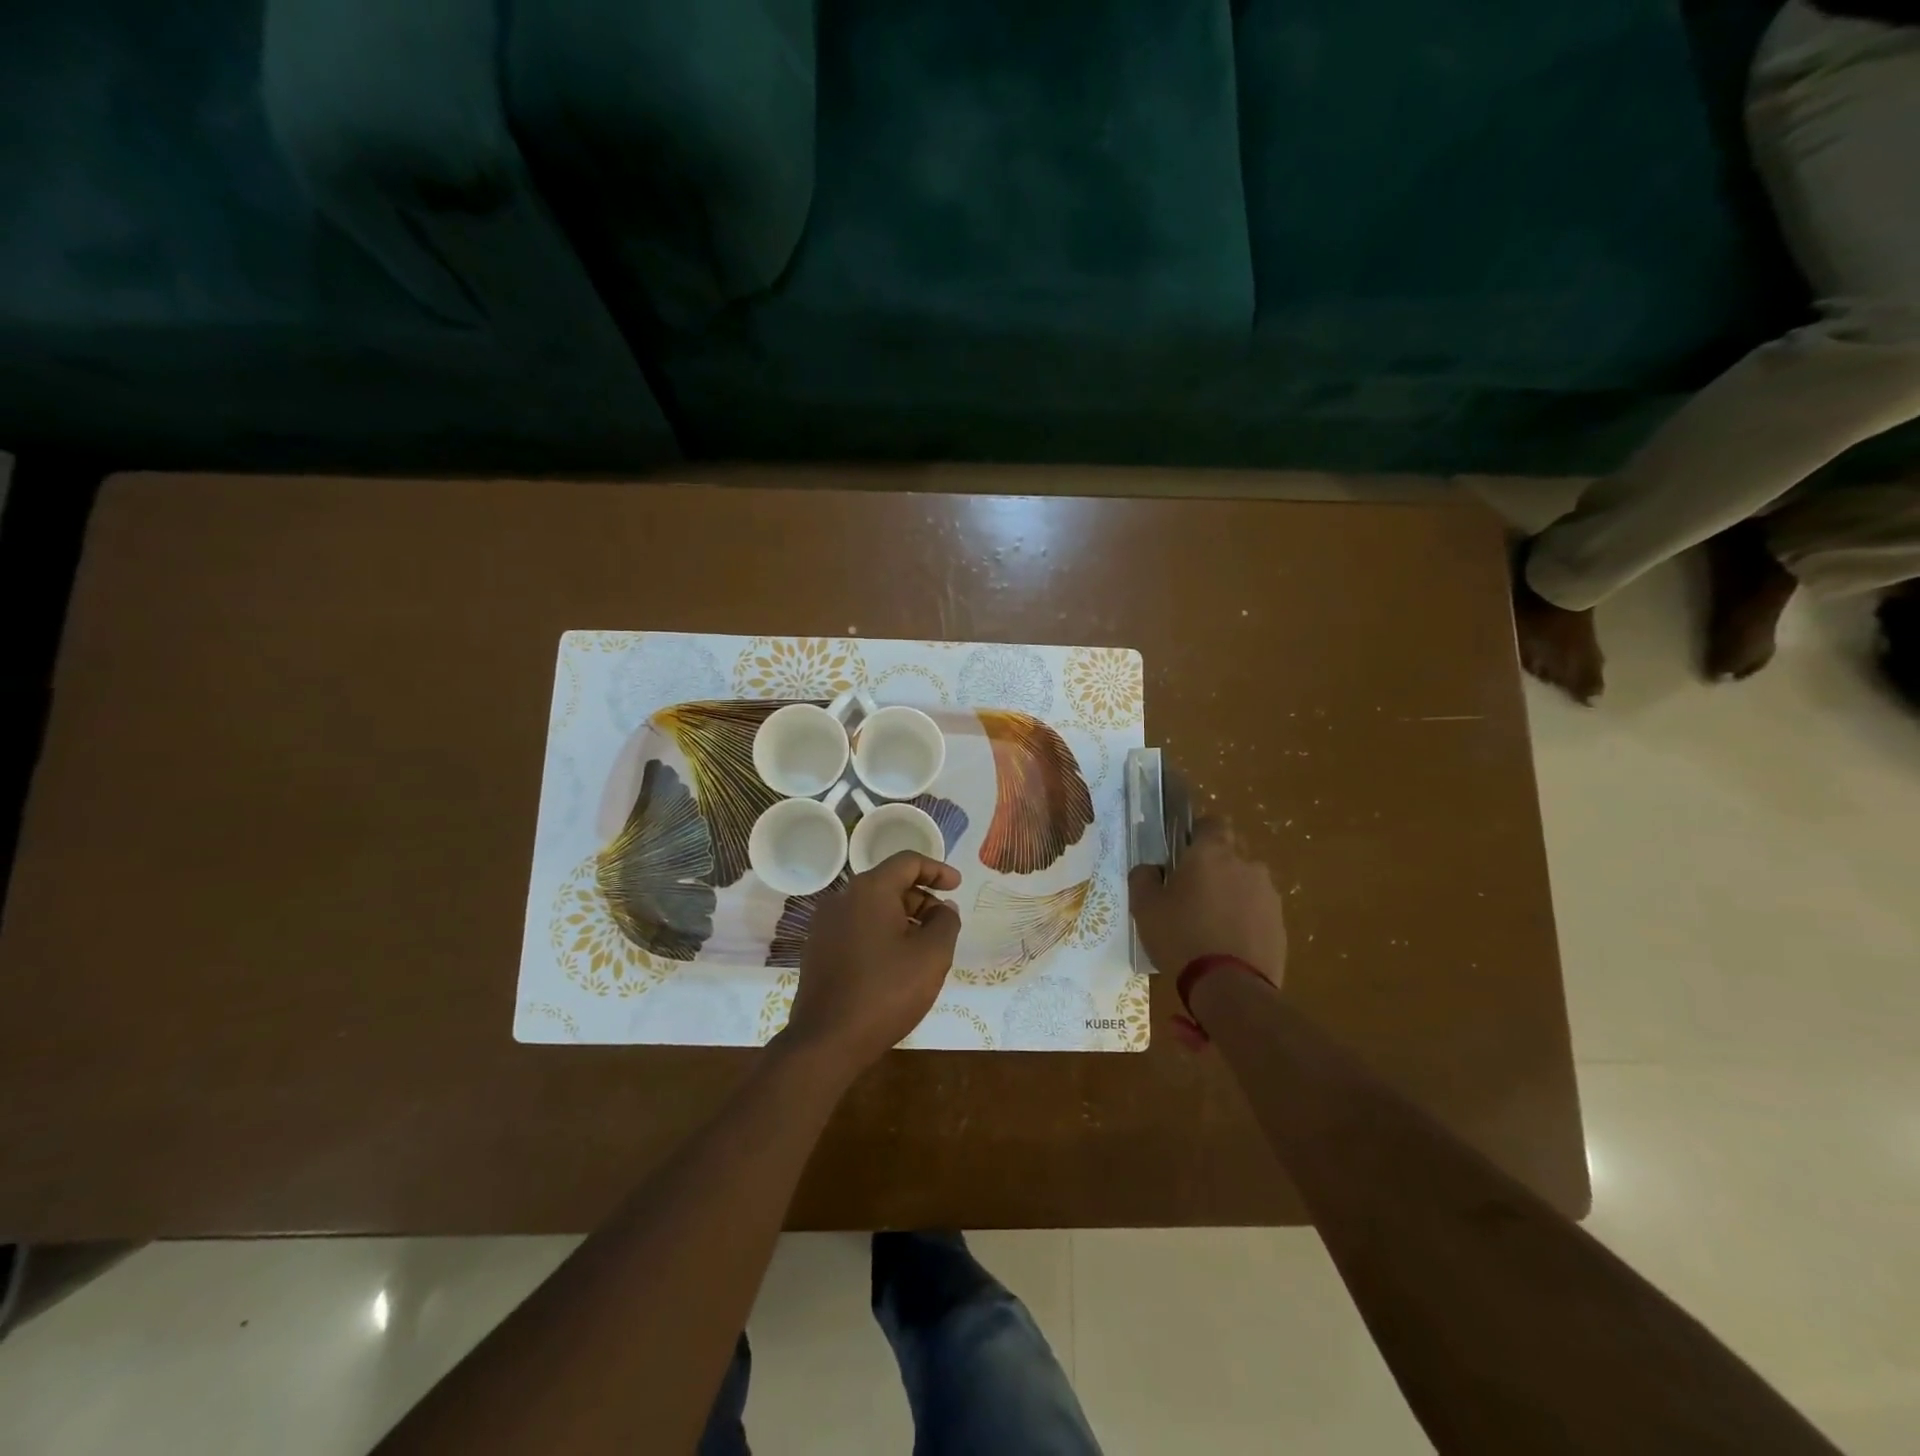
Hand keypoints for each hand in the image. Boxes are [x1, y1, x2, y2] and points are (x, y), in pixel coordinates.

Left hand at [783, 852, 962, 1073]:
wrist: (826, 1041)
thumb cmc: (886, 992)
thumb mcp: (932, 956)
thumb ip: (946, 923)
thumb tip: (943, 908)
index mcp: (869, 890)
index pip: (908, 862)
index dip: (937, 870)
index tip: (958, 887)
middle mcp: (842, 898)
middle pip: (889, 884)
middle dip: (921, 899)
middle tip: (944, 926)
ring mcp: (824, 924)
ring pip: (873, 908)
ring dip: (902, 919)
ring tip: (923, 948)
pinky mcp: (817, 949)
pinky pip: (857, 928)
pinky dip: (881, 934)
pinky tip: (895, 964)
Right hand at [1128, 819, 1286, 987]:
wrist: (1229, 987)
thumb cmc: (1180, 937)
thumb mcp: (1144, 907)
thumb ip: (1143, 877)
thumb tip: (1151, 868)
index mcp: (1211, 852)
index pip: (1212, 822)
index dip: (1198, 833)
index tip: (1184, 851)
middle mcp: (1245, 864)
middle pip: (1231, 853)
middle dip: (1215, 866)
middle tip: (1192, 892)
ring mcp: (1268, 894)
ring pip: (1246, 883)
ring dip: (1232, 894)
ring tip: (1212, 924)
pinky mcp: (1280, 924)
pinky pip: (1258, 911)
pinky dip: (1245, 920)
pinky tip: (1228, 944)